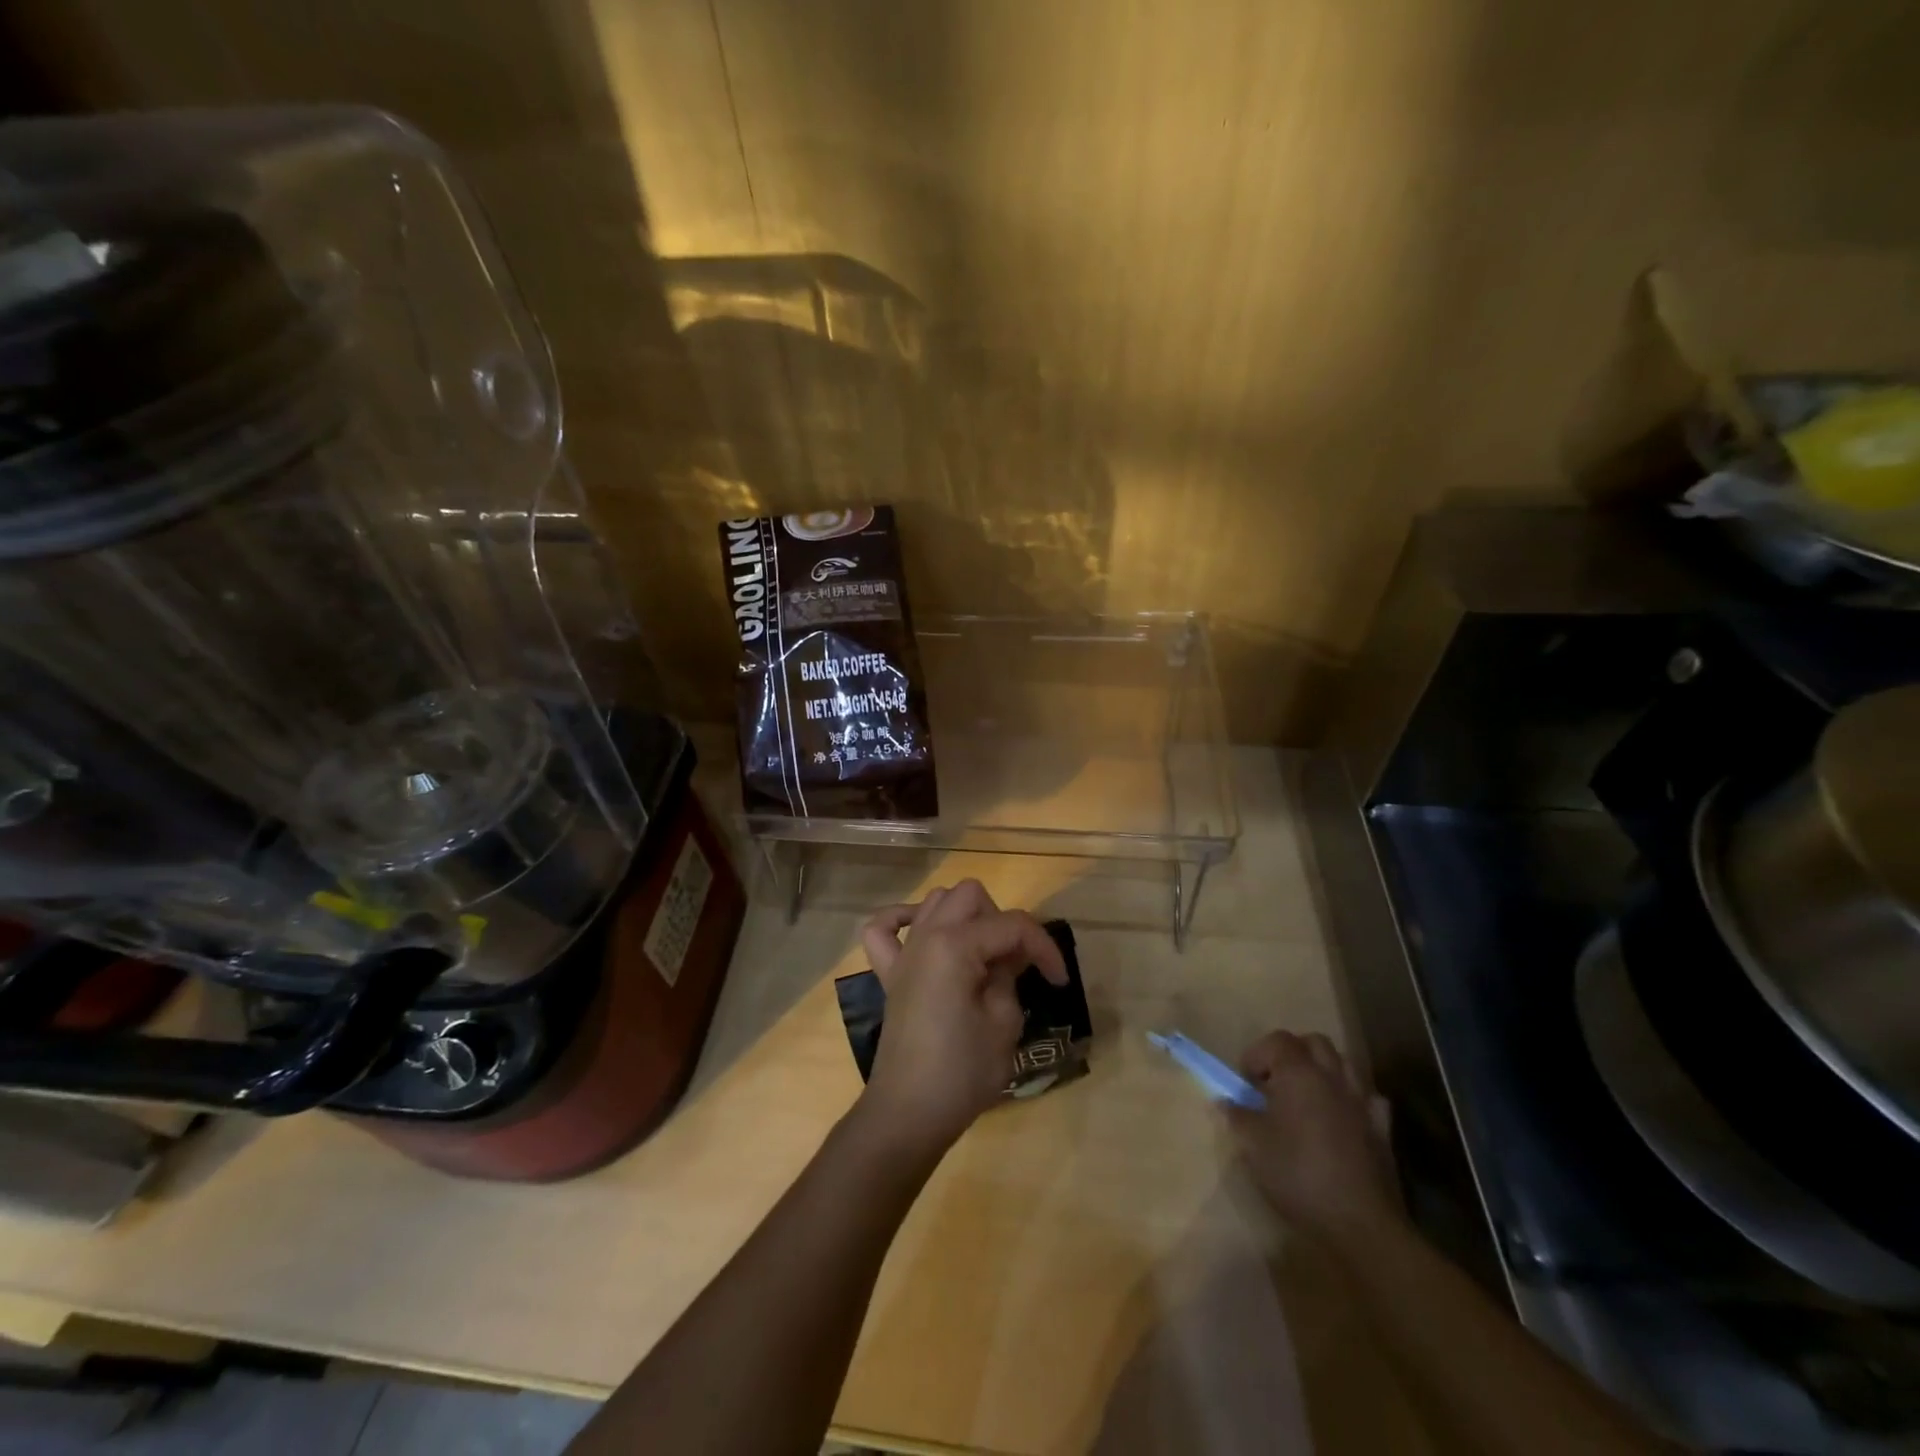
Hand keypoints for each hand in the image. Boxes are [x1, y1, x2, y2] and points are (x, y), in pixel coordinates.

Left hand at [853, 880, 1066, 1158]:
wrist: (908, 1113)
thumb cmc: (962, 1071)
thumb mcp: (1004, 1022)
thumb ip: (1010, 976)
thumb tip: (1011, 957)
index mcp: (955, 944)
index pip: (1012, 925)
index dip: (1044, 948)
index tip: (1059, 981)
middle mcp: (926, 935)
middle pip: (972, 896)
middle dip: (1002, 922)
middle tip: (1016, 964)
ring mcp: (904, 952)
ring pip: (935, 901)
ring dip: (964, 917)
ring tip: (982, 955)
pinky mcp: (889, 974)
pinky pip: (883, 928)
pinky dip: (901, 920)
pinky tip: (922, 935)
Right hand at [1228, 1030, 1399, 1245]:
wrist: (1359, 1222)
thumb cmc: (1297, 1174)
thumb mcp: (1253, 1146)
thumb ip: (1238, 1117)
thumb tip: (1226, 1102)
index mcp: (1299, 1073)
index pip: (1277, 1040)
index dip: (1257, 1054)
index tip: (1246, 1082)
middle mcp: (1332, 1077)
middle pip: (1314, 1043)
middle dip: (1293, 1053)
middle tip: (1276, 1081)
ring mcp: (1361, 1102)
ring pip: (1344, 1064)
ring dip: (1324, 1071)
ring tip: (1307, 1097)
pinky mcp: (1382, 1130)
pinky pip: (1369, 1099)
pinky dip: (1353, 1100)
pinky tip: (1343, 1118)